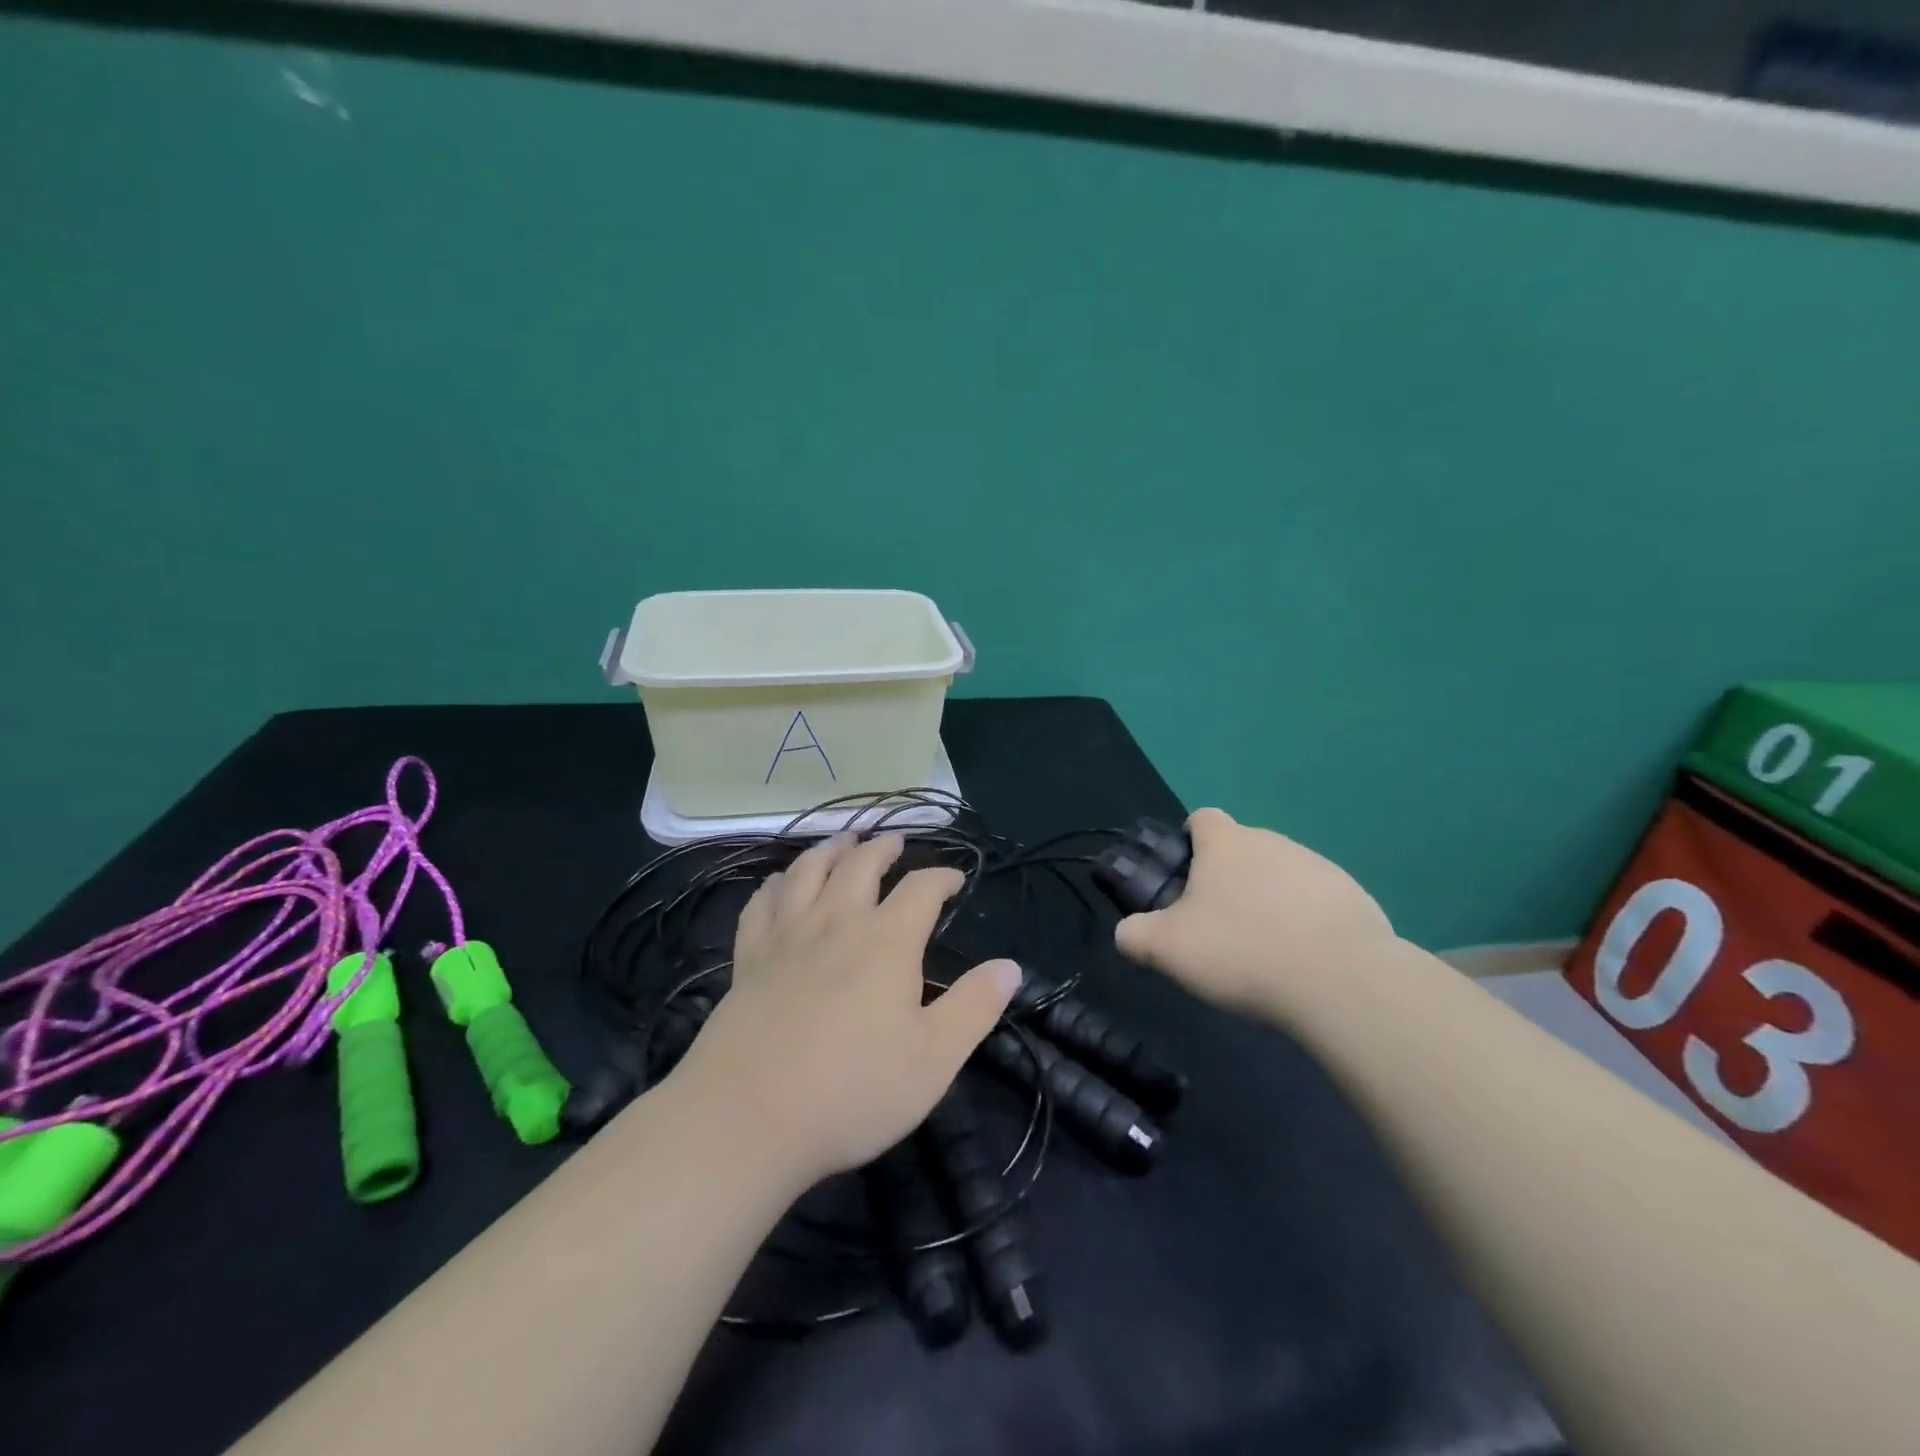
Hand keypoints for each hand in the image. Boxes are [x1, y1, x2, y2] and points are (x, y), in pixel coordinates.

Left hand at [670, 832, 1021, 1187]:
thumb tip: (1010, 966)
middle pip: (860, 864)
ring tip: (843, 840)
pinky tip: (781, 882)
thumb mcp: (934, 1059)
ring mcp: (786, 937)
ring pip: (808, 871)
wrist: (747, 1120)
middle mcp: (836, 923)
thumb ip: (975, 1007)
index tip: (955, 879)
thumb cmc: (852, 1092)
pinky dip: (776, 883)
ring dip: (830, 849)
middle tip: (896, 842)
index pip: (921, 888)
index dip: (942, 877)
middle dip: (883, 848)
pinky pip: (761, 904)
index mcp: (886, 941)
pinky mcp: (748, 959)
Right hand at [1113, 808, 1394, 1025]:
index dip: (1188, 843)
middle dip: (1227, 879)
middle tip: (1219, 927)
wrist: (1342, 982)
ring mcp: (1318, 866)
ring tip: (1264, 951)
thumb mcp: (1166, 950)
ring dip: (1268, 899)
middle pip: (1241, 848)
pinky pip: (1317, 900)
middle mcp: (1272, 841)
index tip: (1186, 881)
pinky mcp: (1354, 896)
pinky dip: (1306, 921)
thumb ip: (1133, 936)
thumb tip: (1127, 932)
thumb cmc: (1242, 952)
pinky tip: (1304, 962)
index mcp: (1225, 843)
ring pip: (1280, 874)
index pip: (1201, 818)